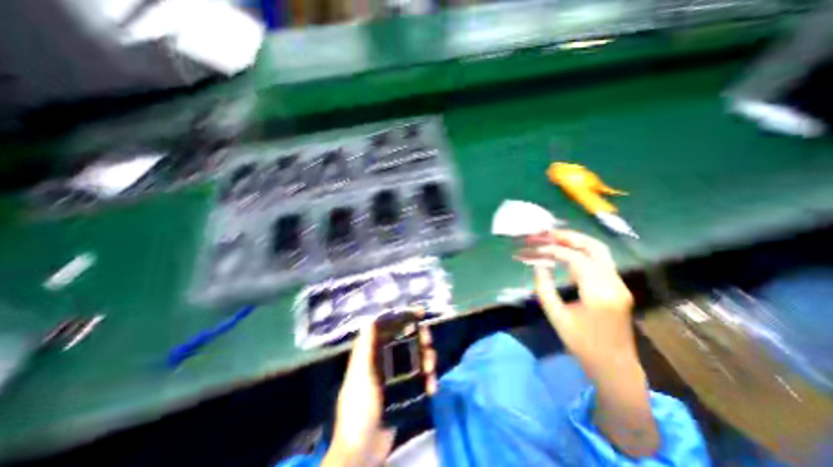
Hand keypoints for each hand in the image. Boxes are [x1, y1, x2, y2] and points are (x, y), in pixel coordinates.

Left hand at [321, 323, 436, 465]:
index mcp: (372, 355)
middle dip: (419, 338)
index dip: (403, 319)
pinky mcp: (406, 391)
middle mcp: (385, 361)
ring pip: (416, 358)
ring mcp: (396, 376)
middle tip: (428, 340)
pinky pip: (420, 379)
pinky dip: (428, 380)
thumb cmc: (359, 408)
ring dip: (427, 359)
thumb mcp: (360, 376)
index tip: (418, 313)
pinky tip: (432, 387)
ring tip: (431, 368)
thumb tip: (370, 321)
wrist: (363, 451)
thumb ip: (365, 349)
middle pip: (406, 342)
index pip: (388, 330)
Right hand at [520, 230, 656, 454]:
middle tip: (546, 233)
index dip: (552, 250)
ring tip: (554, 238)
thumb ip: (544, 288)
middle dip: (569, 236)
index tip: (534, 247)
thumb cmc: (582, 344)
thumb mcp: (556, 316)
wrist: (614, 365)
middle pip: (595, 248)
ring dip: (576, 241)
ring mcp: (619, 284)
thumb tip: (538, 266)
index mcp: (598, 294)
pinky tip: (565, 253)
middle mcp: (614, 284)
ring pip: (600, 252)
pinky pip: (599, 261)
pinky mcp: (617, 286)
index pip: (575, 259)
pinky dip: (581, 252)